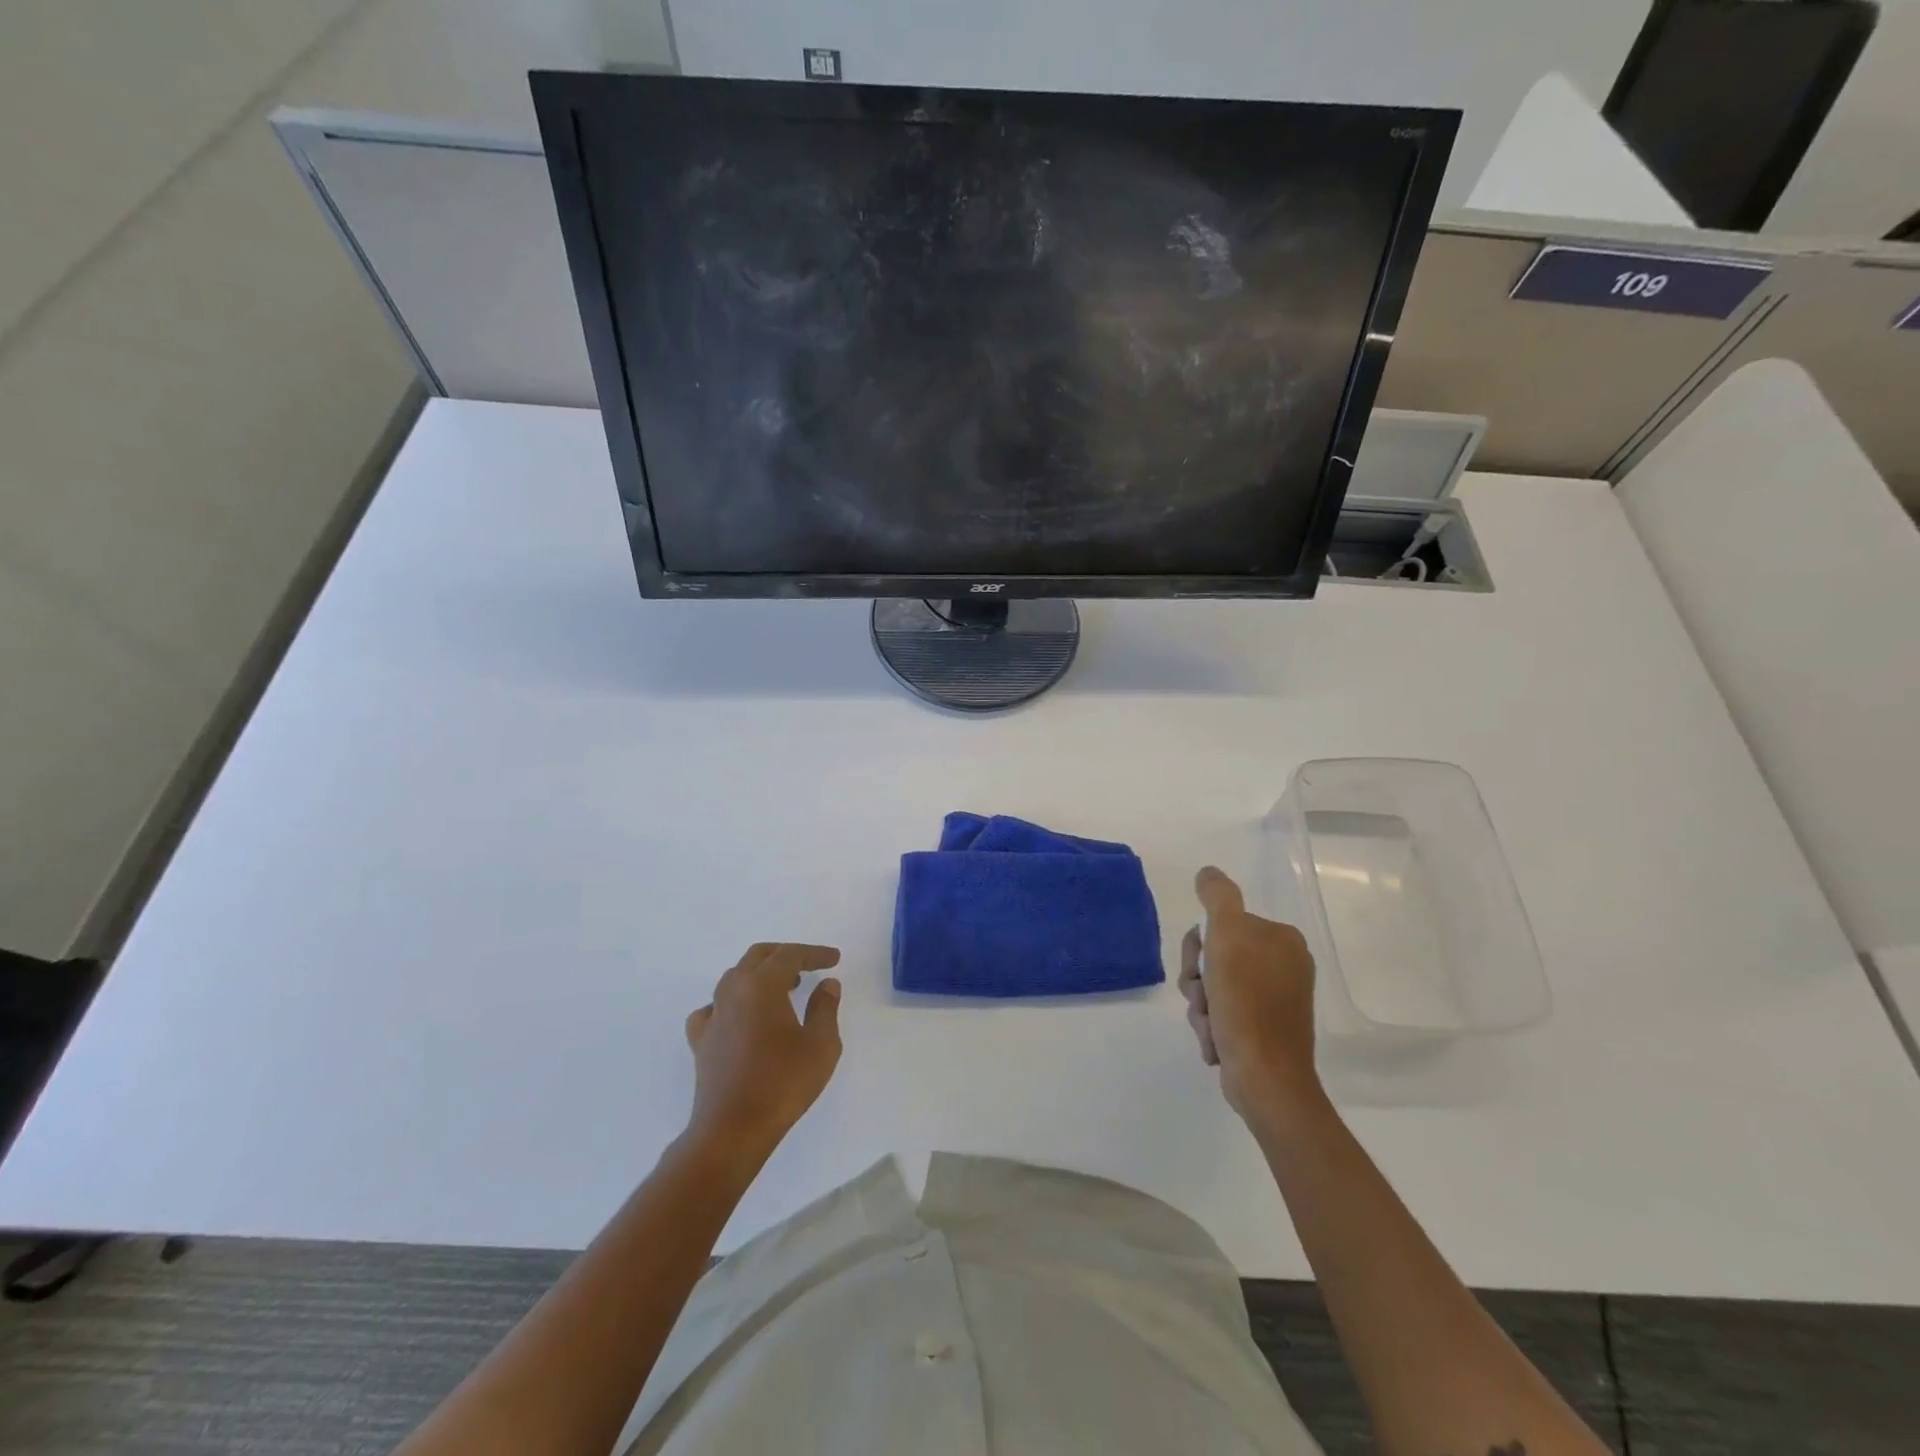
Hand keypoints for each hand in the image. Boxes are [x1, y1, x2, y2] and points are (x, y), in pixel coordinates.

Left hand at [684, 943, 842, 1160]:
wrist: (732, 1130)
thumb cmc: (782, 1084)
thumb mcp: (821, 1045)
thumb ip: (825, 1007)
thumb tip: (827, 984)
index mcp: (762, 985)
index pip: (790, 955)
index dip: (814, 953)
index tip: (834, 959)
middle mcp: (733, 991)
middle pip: (758, 957)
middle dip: (786, 955)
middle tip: (810, 965)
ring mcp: (713, 1015)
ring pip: (735, 977)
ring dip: (761, 974)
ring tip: (784, 987)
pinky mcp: (701, 1040)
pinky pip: (714, 1007)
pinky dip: (732, 1002)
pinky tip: (742, 1016)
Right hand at [1179, 867, 1322, 1122]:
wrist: (1266, 1080)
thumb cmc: (1246, 1004)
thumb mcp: (1226, 937)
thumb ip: (1217, 898)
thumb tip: (1208, 873)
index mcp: (1282, 940)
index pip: (1221, 926)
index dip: (1199, 947)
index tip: (1200, 970)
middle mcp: (1284, 965)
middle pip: (1216, 957)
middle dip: (1198, 982)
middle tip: (1202, 999)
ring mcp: (1276, 1000)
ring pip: (1215, 988)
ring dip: (1201, 1006)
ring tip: (1210, 1027)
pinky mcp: (1266, 1030)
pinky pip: (1225, 1015)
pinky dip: (1213, 1027)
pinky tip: (1216, 1042)